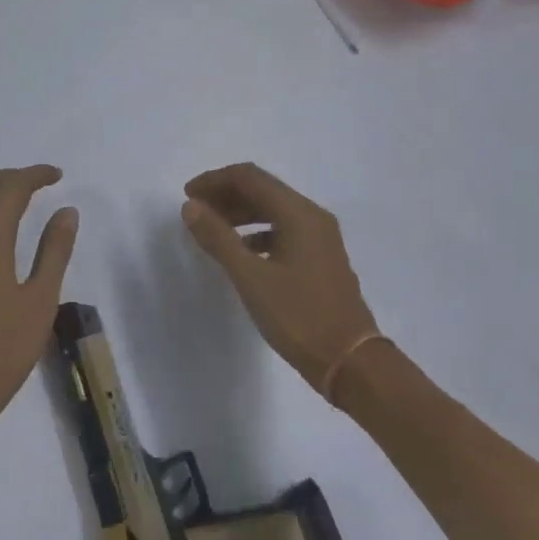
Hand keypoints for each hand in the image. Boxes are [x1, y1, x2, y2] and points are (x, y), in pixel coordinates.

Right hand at [182, 163, 380, 393]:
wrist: (350, 361)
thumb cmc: (299, 316)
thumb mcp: (251, 277)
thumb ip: (218, 238)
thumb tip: (191, 207)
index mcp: (299, 214)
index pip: (250, 178)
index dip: (215, 180)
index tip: (187, 195)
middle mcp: (313, 217)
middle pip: (263, 190)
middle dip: (226, 195)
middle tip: (195, 211)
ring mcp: (321, 238)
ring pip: (273, 210)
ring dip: (240, 213)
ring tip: (211, 229)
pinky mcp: (321, 258)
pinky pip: (283, 230)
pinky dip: (257, 232)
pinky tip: (241, 251)